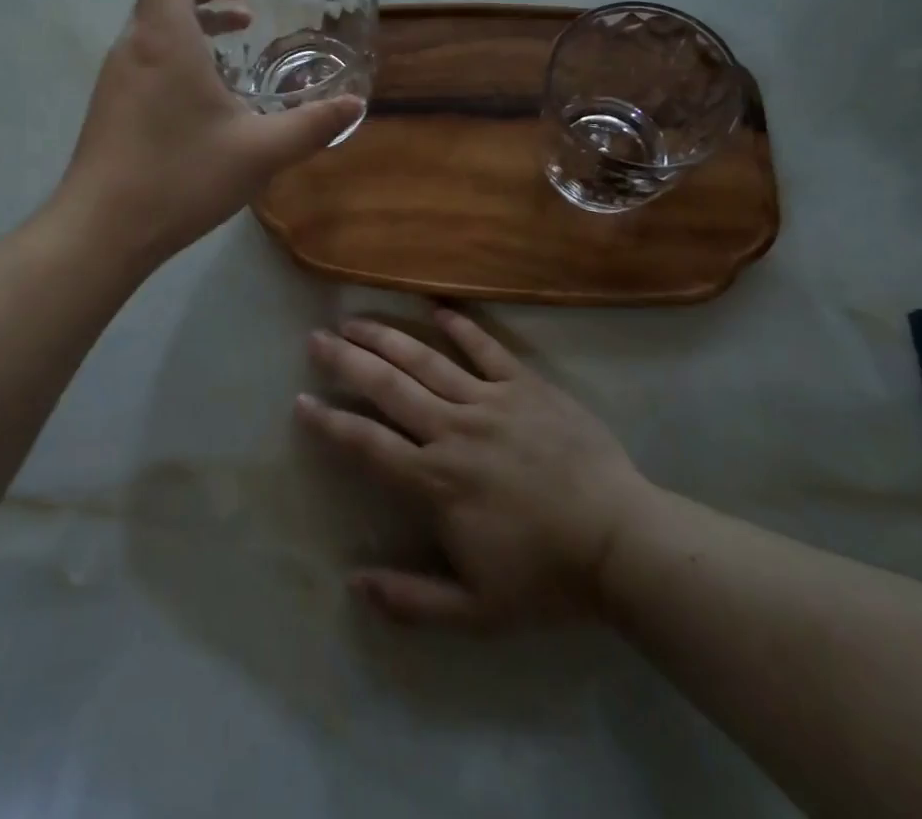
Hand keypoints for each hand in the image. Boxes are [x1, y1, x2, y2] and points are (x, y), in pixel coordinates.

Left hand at [57, 0, 363, 268]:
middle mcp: (133, 47)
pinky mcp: (111, 105)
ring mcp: (116, 77)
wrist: (102, 229)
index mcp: (164, 39)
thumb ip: (311, 125)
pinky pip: (146, 55)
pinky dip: (178, 48)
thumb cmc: (180, 176)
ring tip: (235, 36)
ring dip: (193, 19)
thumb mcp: (260, 152)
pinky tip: (208, 88)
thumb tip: (354, 107)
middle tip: (245, 0)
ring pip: (152, 25)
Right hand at [296, 308, 647, 626]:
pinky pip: (487, 348)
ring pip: (427, 360)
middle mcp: (453, 430)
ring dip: (387, 337)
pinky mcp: (526, 385)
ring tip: (356, 318)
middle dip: (347, 360)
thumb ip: (411, 600)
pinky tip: (437, 309)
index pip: (368, 444)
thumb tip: (353, 585)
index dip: (331, 422)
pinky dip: (461, 327)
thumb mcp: (476, 611)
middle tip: (316, 336)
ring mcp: (491, 401)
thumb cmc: (546, 577)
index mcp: (436, 481)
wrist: (621, 543)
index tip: (301, 400)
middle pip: (389, 387)